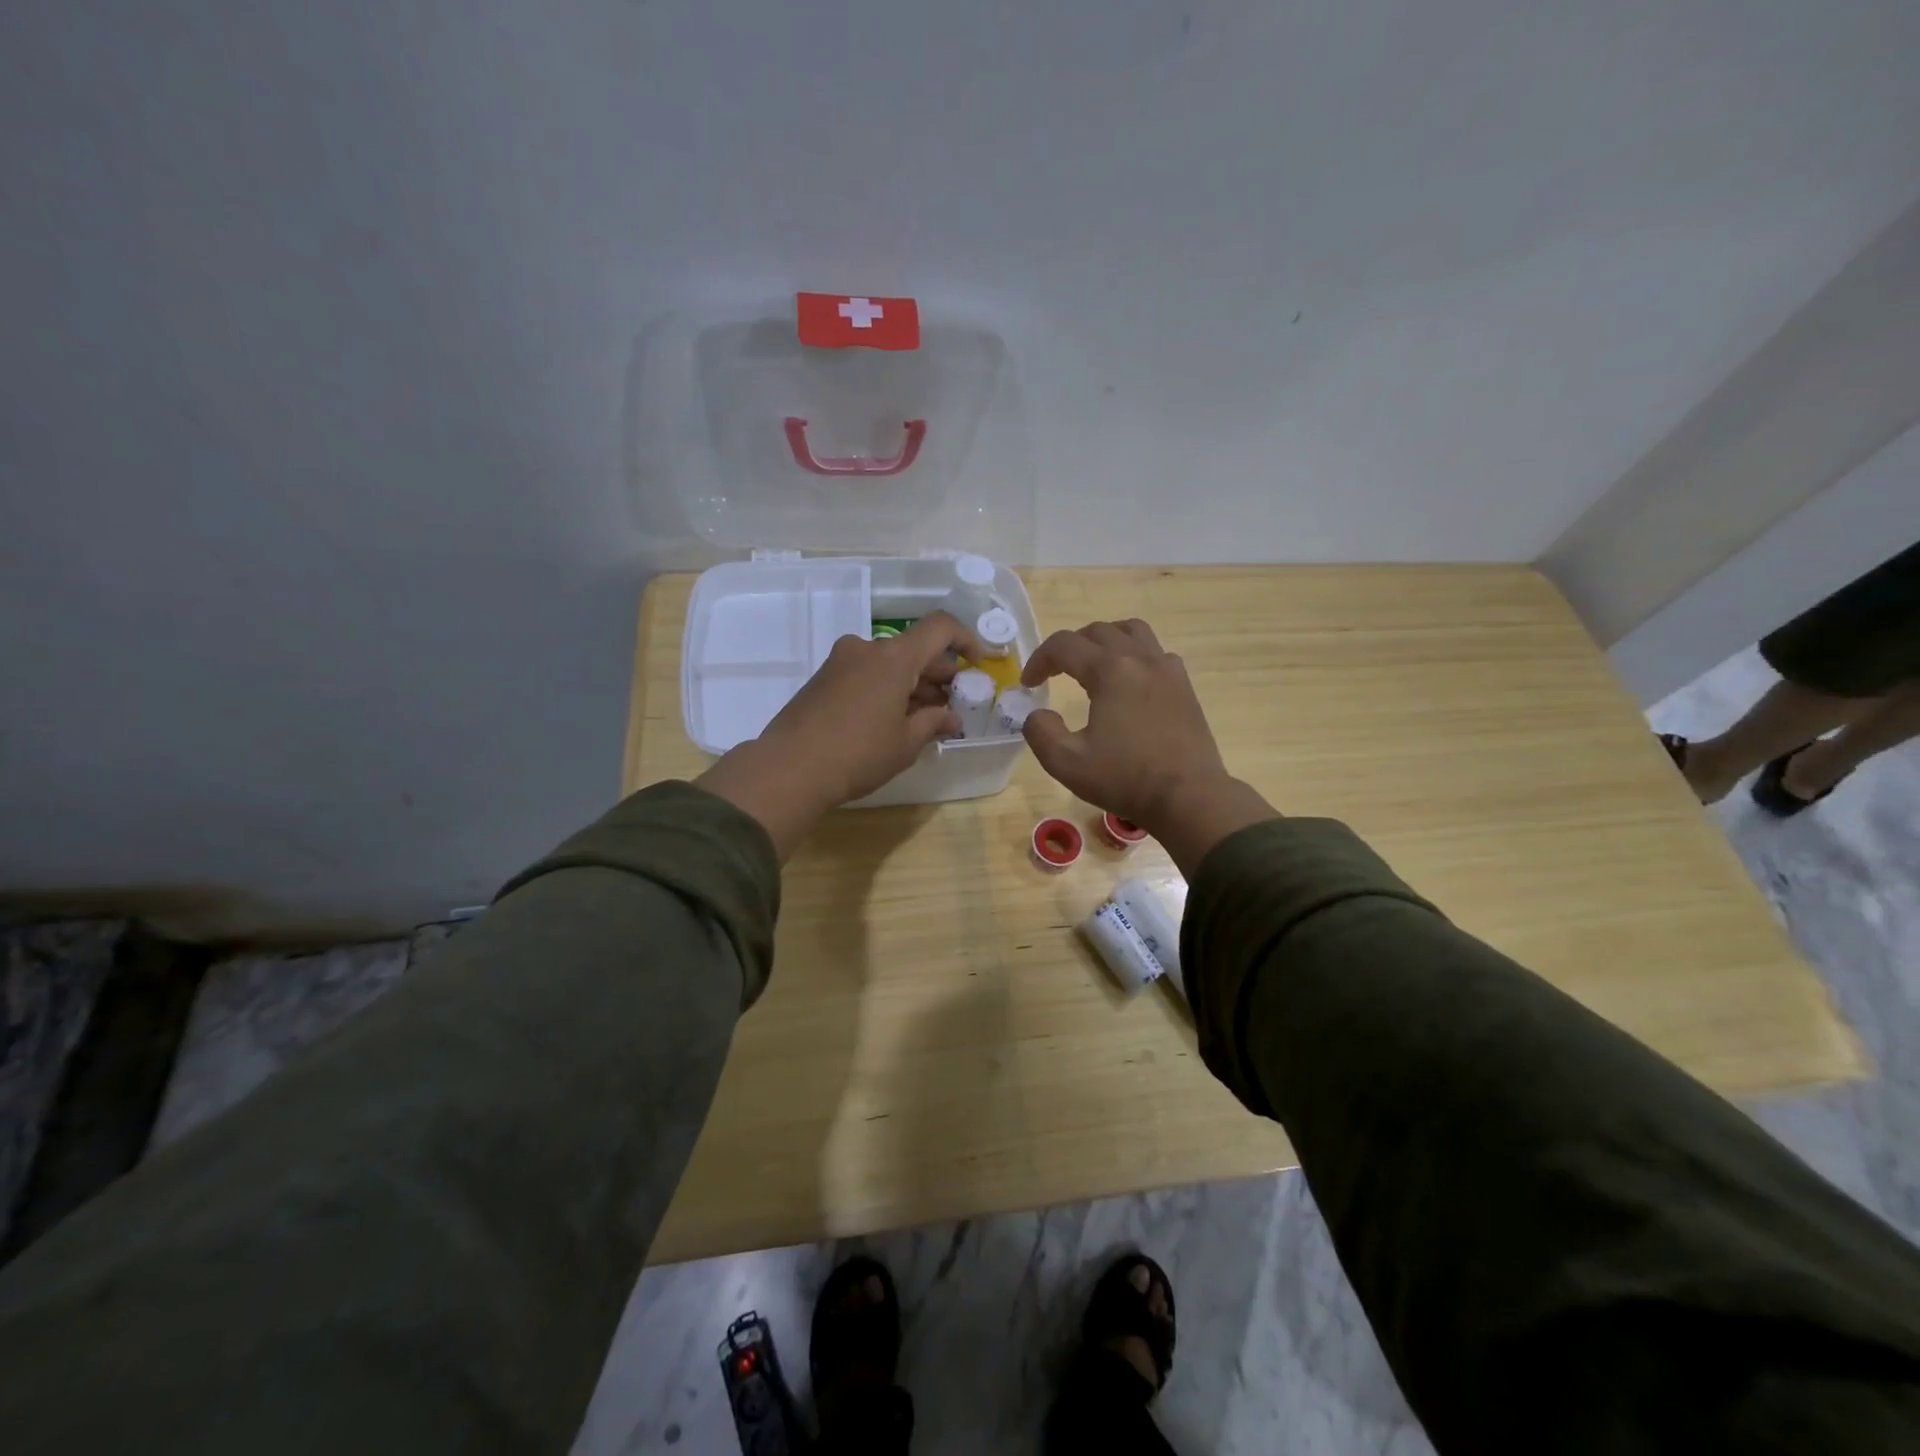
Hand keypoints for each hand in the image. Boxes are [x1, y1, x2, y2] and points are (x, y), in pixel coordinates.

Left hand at [697, 612, 982, 857]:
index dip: (966, 639)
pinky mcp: (823, 678)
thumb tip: (951, 717)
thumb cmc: (858, 754)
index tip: (978, 663)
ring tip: (925, 718)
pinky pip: (867, 673)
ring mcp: (840, 661)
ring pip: (889, 663)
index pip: (940, 628)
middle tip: (953, 703)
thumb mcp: (905, 743)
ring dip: (912, 683)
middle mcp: (867, 649)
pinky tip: (893, 719)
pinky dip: (887, 688)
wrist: (789, 769)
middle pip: (914, 648)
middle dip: (939, 673)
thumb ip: (933, 722)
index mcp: (893, 657)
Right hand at [1020, 619, 1276, 872]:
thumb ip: (1040, 732)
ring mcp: (1167, 670)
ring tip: (1092, 663)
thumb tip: (1037, 714)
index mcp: (1110, 670)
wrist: (1188, 797)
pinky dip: (1135, 656)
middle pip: (1098, 631)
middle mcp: (1140, 659)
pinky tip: (1130, 682)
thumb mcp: (1066, 762)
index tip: (1029, 684)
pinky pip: (1156, 653)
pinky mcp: (1184, 687)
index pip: (1064, 646)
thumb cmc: (1125, 778)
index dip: (1039, 660)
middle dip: (1069, 646)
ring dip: (1105, 640)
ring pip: (1132, 632)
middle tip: (1055, 672)